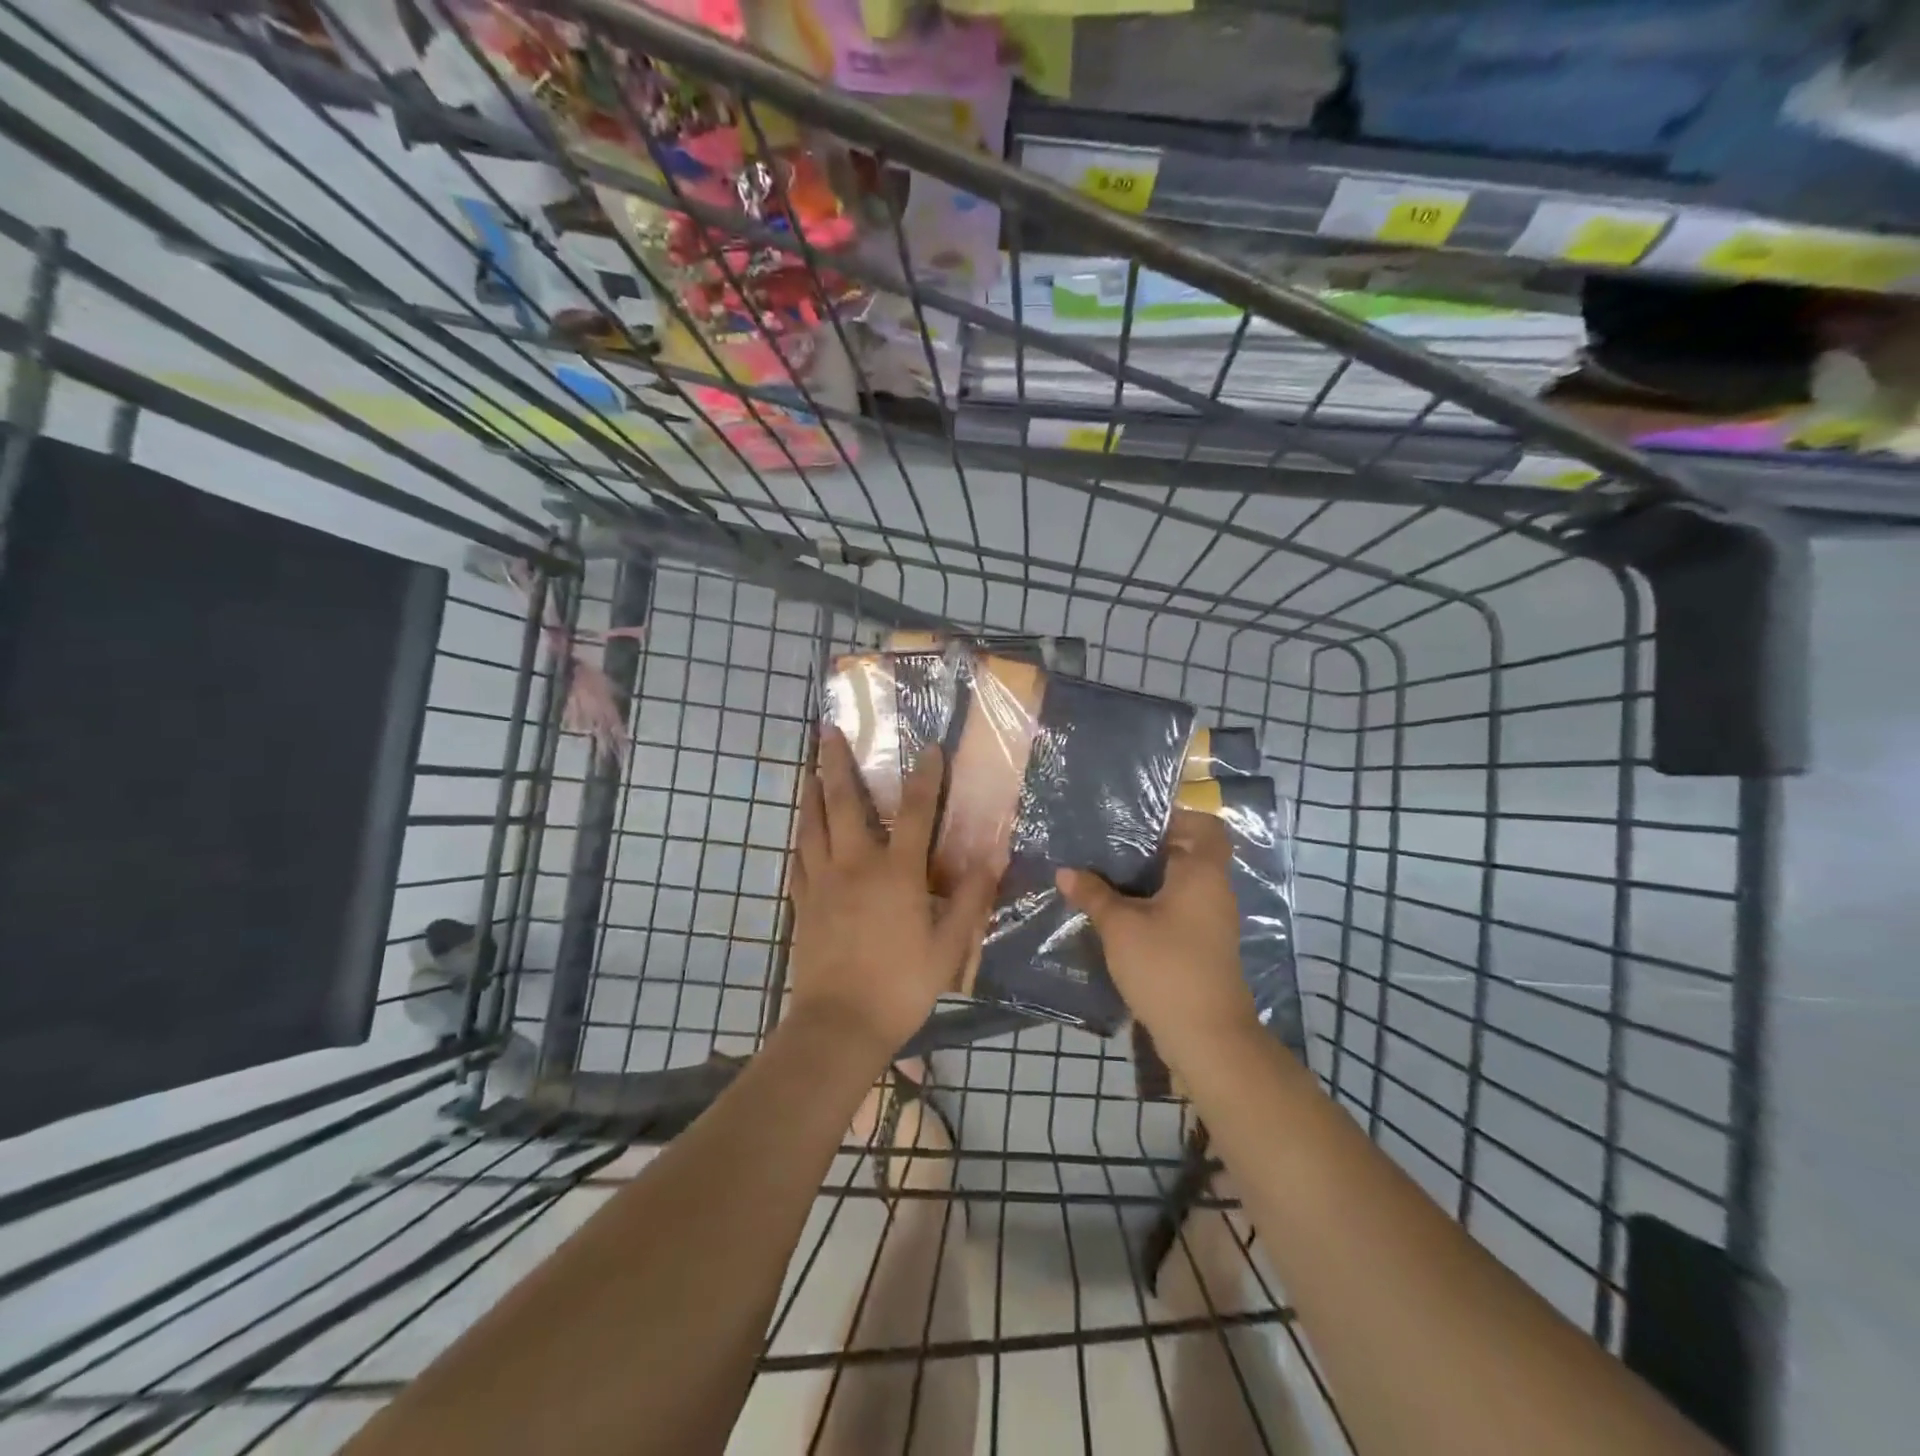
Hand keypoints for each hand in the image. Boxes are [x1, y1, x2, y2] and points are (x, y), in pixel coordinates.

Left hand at [786, 727, 999, 1059]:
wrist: (840, 1023)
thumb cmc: (901, 984)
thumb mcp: (949, 946)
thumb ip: (970, 898)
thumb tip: (994, 856)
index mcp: (896, 872)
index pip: (915, 812)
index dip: (926, 778)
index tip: (930, 748)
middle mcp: (855, 865)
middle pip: (844, 803)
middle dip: (836, 763)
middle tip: (826, 731)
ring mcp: (823, 882)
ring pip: (813, 825)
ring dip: (812, 792)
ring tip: (808, 769)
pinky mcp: (803, 903)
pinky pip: (798, 860)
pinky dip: (800, 838)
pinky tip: (801, 831)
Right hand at [1057, 810, 1257, 1066]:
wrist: (1206, 1036)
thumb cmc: (1166, 967)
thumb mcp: (1120, 927)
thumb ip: (1093, 894)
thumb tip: (1066, 871)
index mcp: (1203, 873)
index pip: (1205, 826)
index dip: (1176, 816)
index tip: (1134, 819)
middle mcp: (1213, 890)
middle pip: (1187, 852)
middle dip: (1147, 847)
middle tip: (1105, 843)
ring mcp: (1210, 920)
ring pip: (1179, 883)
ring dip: (1146, 878)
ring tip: (1102, 873)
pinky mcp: (1201, 945)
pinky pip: (1176, 908)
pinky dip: (1150, 904)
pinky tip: (1116, 911)